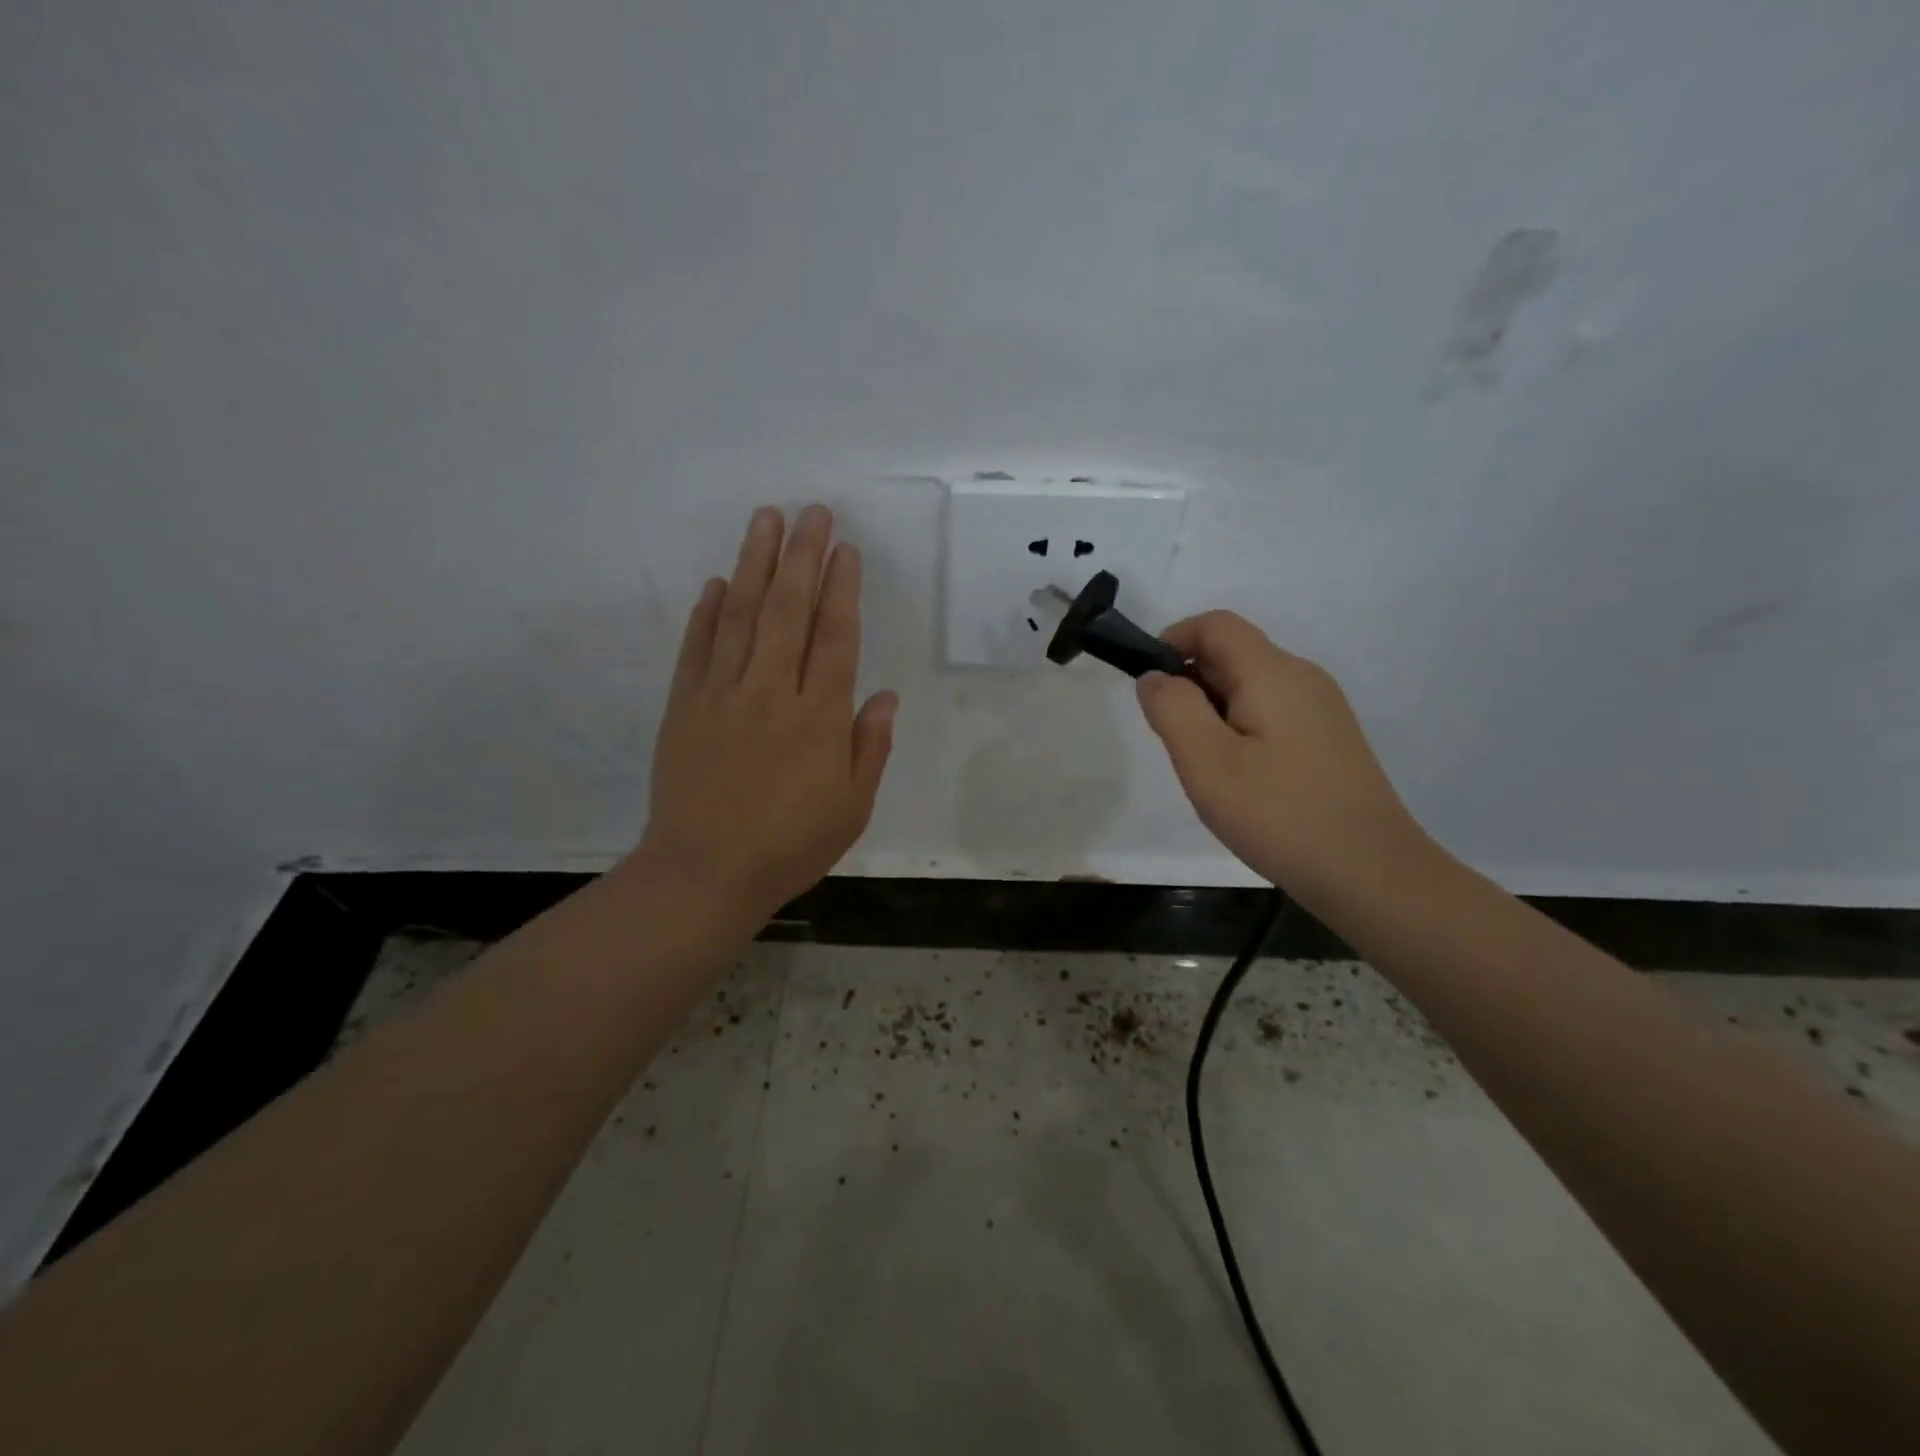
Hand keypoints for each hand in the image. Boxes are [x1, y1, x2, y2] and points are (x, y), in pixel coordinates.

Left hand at [629, 505, 896, 921]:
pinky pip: (697, 648)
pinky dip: (706, 613)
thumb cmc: (789, 845)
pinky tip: (715, 584)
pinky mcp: (684, 706)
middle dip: (802, 556)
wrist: (704, 873)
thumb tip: (882, 696)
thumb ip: (869, 747)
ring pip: (740, 615)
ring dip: (754, 564)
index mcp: (818, 717)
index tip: (846, 550)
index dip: (842, 589)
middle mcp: (771, 692)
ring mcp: (722, 694)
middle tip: (812, 513)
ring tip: (765, 520)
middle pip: (788, 610)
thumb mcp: (851, 807)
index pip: (834, 637)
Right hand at [1135, 611, 1421, 899]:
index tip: (1149, 685)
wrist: (1371, 874)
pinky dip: (1239, 728)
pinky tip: (1239, 778)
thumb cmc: (1279, 814)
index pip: (1216, 624)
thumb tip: (1155, 676)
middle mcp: (1302, 677)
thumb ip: (1172, 709)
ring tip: (1204, 766)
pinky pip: (1271, 712)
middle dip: (1190, 683)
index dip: (1174, 640)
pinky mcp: (1329, 739)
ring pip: (1251, 686)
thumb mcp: (1206, 762)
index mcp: (1273, 673)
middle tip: (1174, 742)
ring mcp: (1322, 709)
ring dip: (1212, 710)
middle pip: (1234, 654)